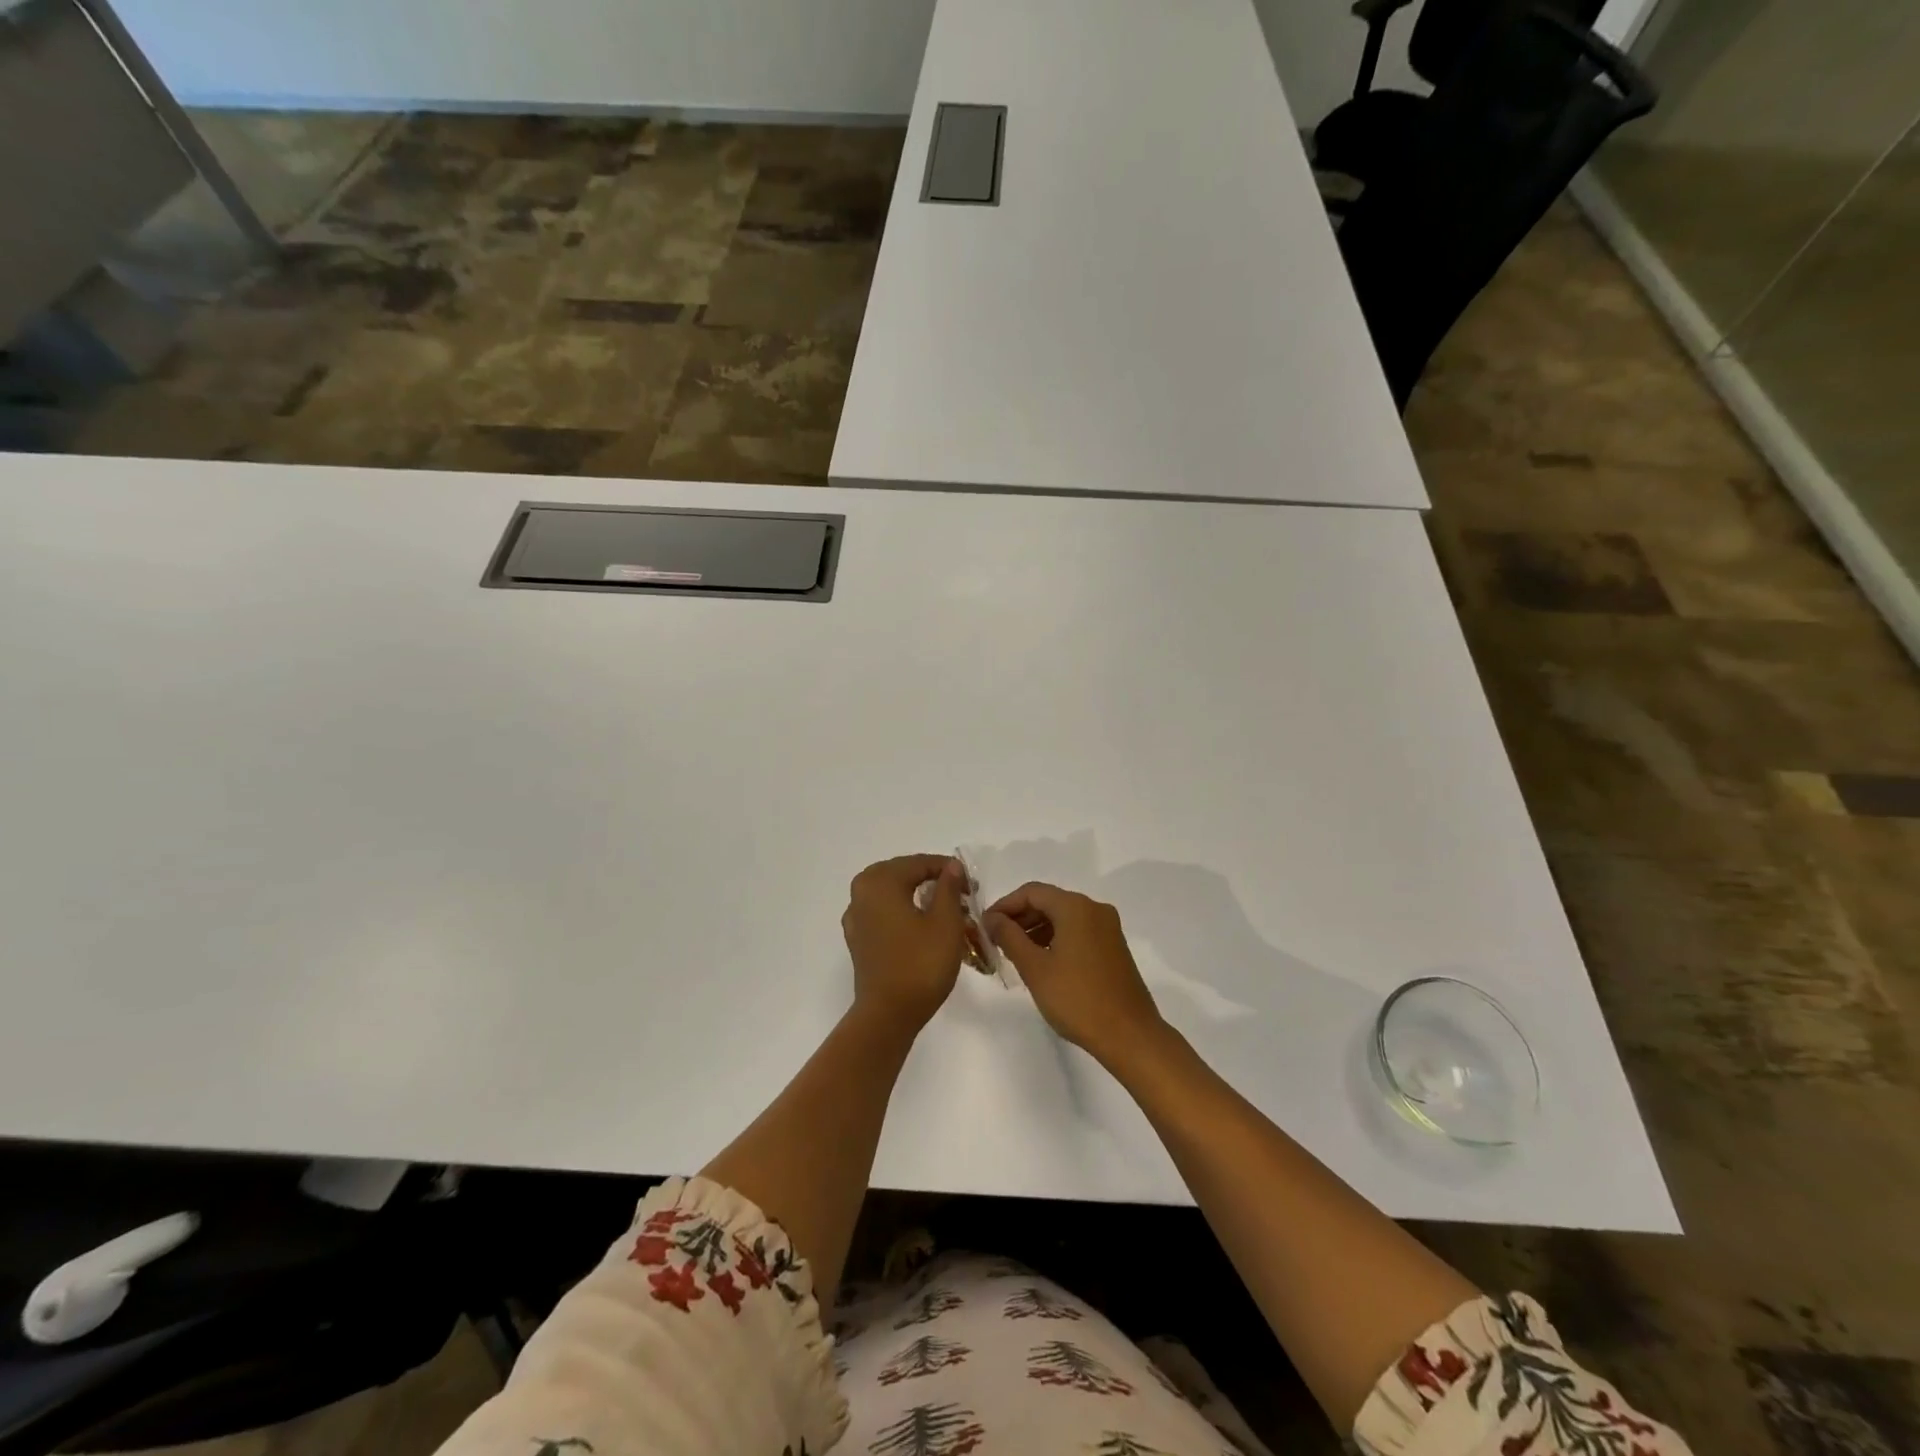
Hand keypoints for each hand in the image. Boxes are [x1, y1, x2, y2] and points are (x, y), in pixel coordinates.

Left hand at [842, 855, 968, 1033]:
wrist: (888, 1014)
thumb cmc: (920, 964)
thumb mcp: (945, 922)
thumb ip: (948, 888)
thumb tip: (951, 866)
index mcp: (880, 882)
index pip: (918, 863)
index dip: (947, 870)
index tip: (971, 885)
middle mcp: (861, 892)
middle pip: (901, 873)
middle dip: (930, 879)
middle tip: (957, 892)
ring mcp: (855, 917)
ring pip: (890, 892)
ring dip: (915, 895)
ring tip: (942, 908)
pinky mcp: (857, 939)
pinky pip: (881, 912)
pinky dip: (901, 911)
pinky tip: (919, 925)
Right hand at [984, 883, 1167, 1066]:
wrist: (1129, 1035)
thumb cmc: (1077, 999)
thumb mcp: (1035, 968)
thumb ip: (1009, 937)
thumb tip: (992, 918)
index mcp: (1075, 907)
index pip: (1031, 892)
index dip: (1005, 905)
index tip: (985, 926)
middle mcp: (1094, 909)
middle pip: (1048, 902)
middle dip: (1020, 918)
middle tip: (996, 941)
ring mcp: (1107, 928)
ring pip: (1063, 917)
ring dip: (1037, 929)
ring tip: (1014, 954)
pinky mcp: (1113, 947)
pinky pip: (1078, 931)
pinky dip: (1056, 939)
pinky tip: (1042, 962)